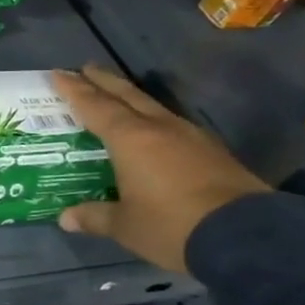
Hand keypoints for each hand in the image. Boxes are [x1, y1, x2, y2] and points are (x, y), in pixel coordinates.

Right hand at [53, 65, 269, 273]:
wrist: (246, 235)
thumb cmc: (171, 225)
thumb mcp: (125, 226)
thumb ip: (94, 216)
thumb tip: (66, 218)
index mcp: (130, 139)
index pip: (95, 107)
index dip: (74, 90)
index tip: (58, 73)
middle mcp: (159, 129)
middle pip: (127, 96)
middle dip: (104, 81)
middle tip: (86, 69)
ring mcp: (191, 137)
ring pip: (153, 107)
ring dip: (131, 98)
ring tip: (116, 96)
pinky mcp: (212, 152)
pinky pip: (172, 125)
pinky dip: (153, 120)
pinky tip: (152, 129)